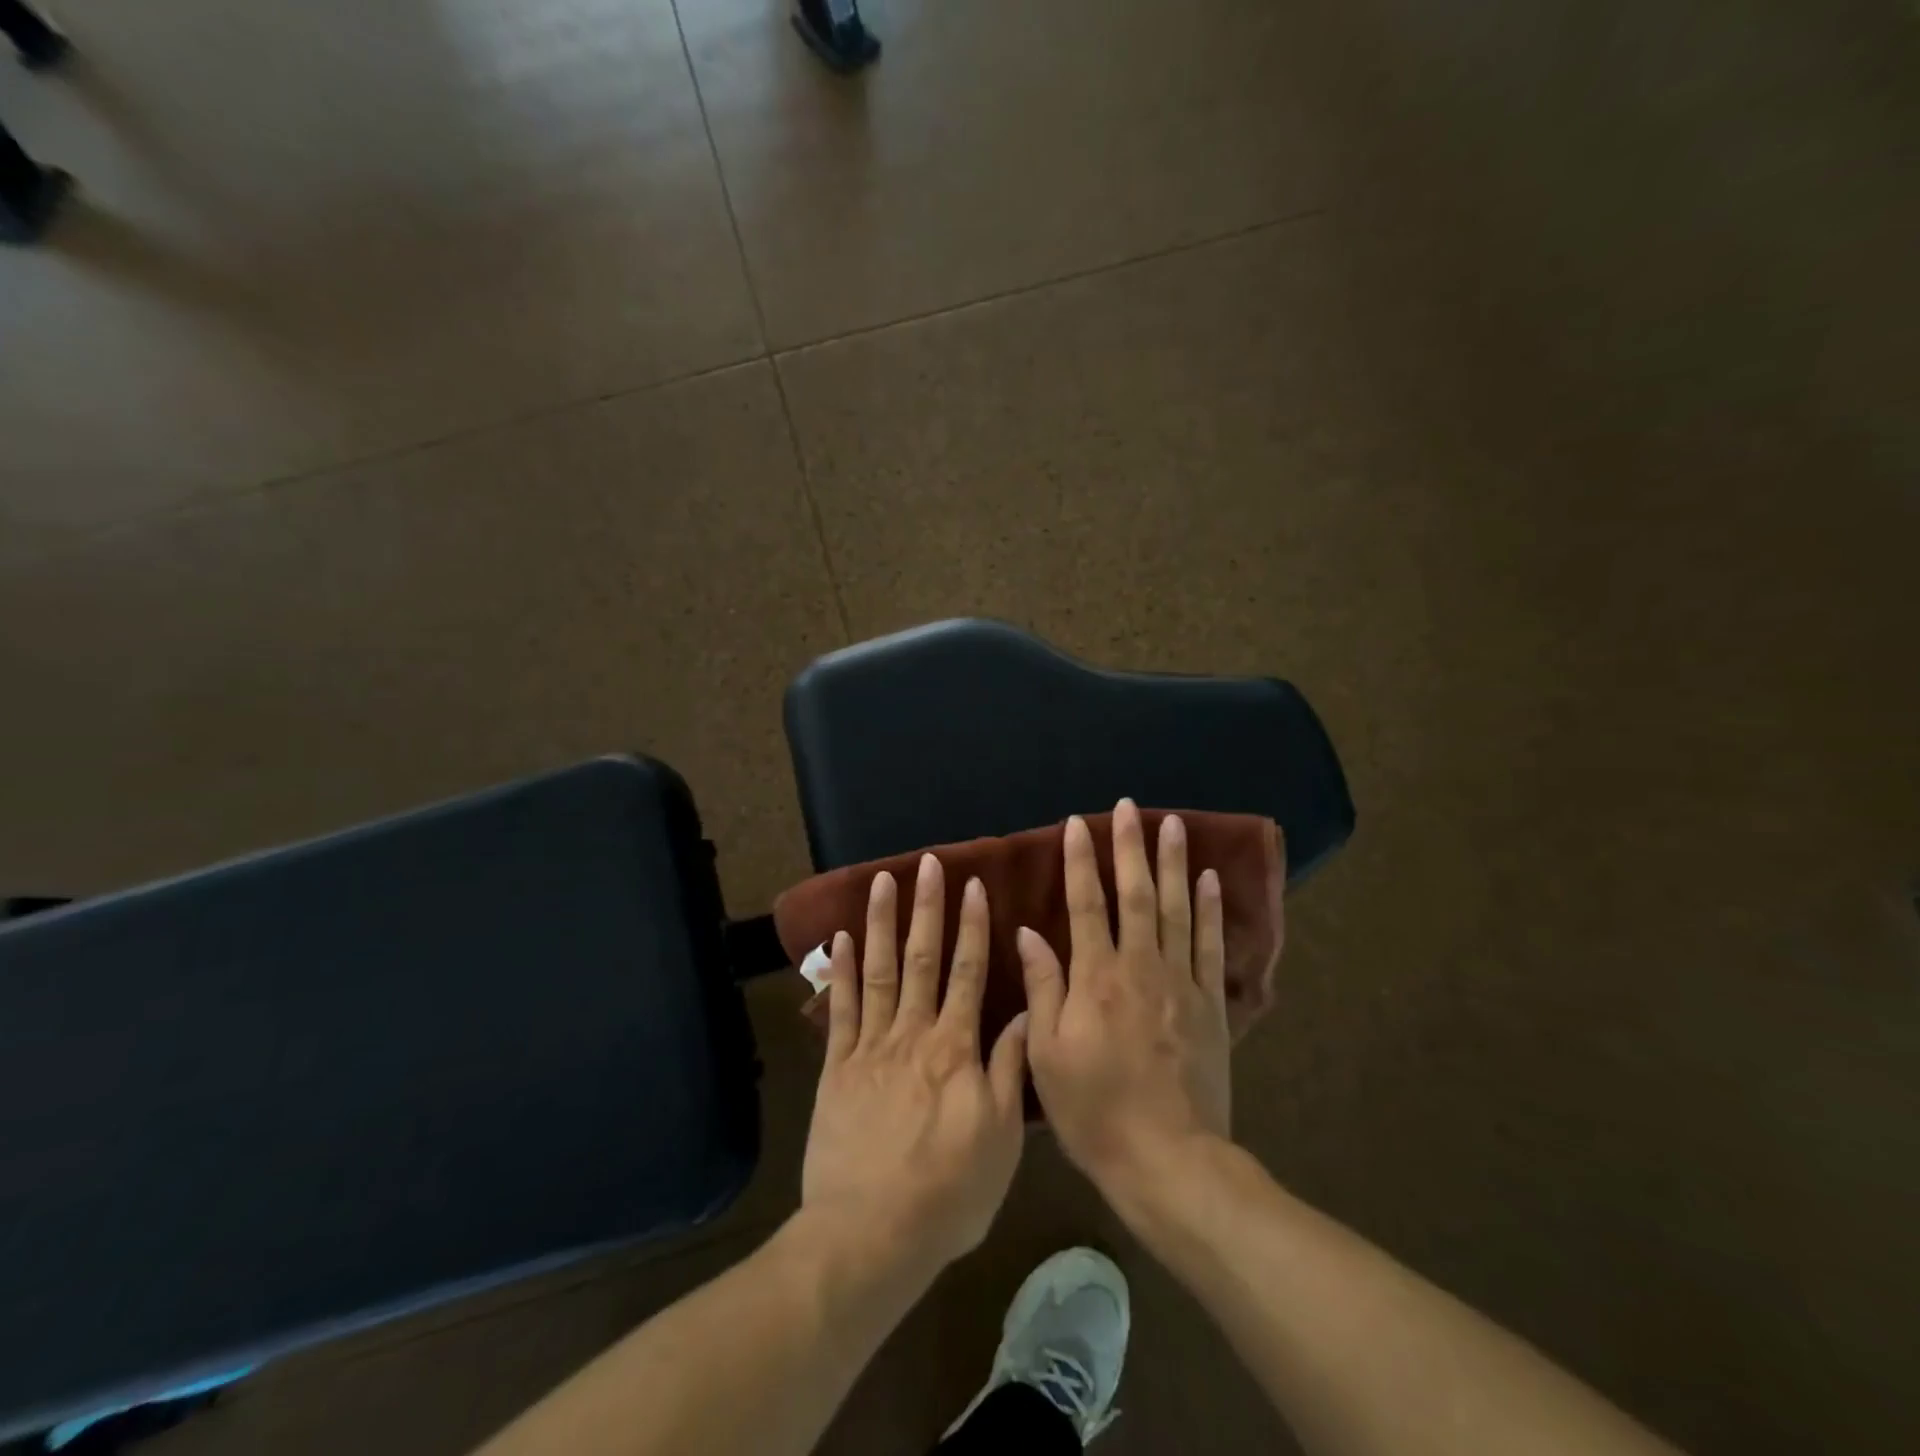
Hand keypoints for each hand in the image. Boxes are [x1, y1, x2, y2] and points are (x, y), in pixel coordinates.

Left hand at [801, 854, 1030, 1271]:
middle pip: (922, 958)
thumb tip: (1021, 1013)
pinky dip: (841, 970)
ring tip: (884, 881)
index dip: (971, 927)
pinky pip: (840, 1009)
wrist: (870, 1235)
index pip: (969, 973)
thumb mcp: (1001, 1137)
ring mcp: (870, 1047)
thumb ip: (1009, 1069)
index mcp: (956, 1048)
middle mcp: (913, 1033)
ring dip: (883, 923)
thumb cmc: (948, 1192)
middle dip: (927, 907)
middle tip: (928, 863)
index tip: (972, 886)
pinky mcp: (837, 1067)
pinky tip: (843, 937)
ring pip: (879, 971)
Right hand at [1019, 800, 1230, 1199]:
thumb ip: (1043, 989)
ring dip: (1173, 864)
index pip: (1086, 905)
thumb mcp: (1048, 1056)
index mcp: (1096, 979)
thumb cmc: (1095, 1111)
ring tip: (1173, 825)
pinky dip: (1209, 910)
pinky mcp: (1210, 1006)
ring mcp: (1181, 984)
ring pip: (1177, 910)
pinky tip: (1209, 880)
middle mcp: (1140, 968)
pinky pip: (1209, 947)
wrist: (1168, 1161)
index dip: (1080, 861)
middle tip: (1128, 807)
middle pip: (1136, 895)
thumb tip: (1029, 933)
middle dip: (1130, 847)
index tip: (1077, 824)